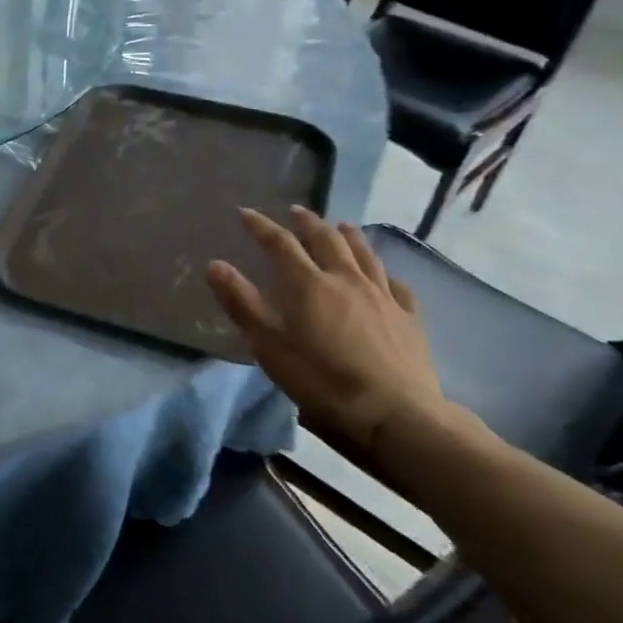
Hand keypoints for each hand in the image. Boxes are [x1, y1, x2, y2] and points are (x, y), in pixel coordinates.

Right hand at [207, 207, 443, 455]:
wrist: (392, 412)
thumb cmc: (320, 378)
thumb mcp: (268, 344)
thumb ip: (241, 302)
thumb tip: (215, 264)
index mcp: (309, 284)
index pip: (280, 244)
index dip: (261, 226)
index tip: (246, 213)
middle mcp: (346, 279)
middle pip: (326, 240)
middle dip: (308, 223)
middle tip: (296, 211)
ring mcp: (382, 296)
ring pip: (365, 255)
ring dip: (349, 236)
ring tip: (342, 225)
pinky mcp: (408, 318)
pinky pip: (397, 285)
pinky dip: (385, 273)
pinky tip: (385, 276)